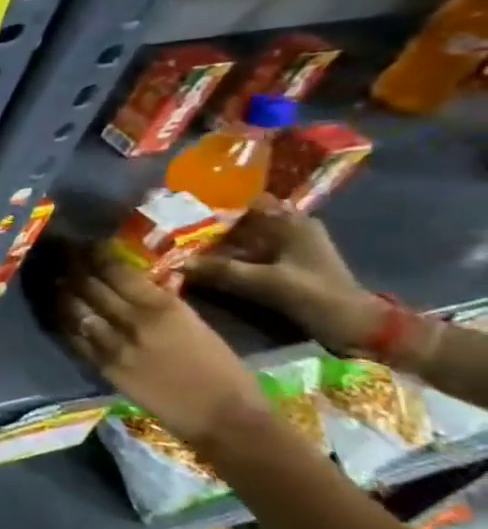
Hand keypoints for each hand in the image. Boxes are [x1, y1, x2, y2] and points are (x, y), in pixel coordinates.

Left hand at [58, 248, 266, 444]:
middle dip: (71, 266)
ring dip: (62, 291)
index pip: (116, 271)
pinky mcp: (102, 366)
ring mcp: (113, 345)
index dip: (94, 254)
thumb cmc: (221, 368)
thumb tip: (134, 279)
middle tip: (60, 254)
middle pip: (89, 285)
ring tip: (54, 278)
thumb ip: (161, 301)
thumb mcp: (195, 323)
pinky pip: (74, 337)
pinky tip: (58, 310)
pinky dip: (64, 320)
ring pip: (74, 308)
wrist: (223, 417)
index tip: (84, 243)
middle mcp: (133, 321)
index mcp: (163, 307)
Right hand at [185, 196, 376, 350]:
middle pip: (240, 220)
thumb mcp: (264, 282)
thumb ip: (220, 270)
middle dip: (208, 225)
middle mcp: (289, 229)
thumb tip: (176, 261)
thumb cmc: (315, 295)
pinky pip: (245, 254)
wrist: (356, 326)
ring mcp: (287, 248)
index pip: (248, 202)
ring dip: (214, 242)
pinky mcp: (283, 265)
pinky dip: (224, 256)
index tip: (181, 208)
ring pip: (241, 238)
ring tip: (179, 245)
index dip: (215, 203)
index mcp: (292, 224)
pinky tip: (200, 262)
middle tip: (172, 229)